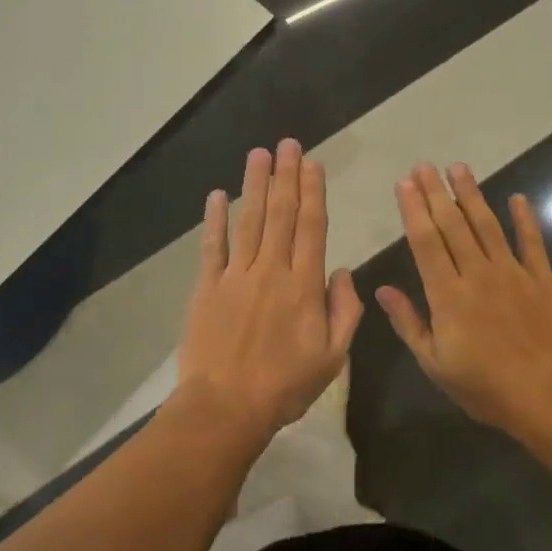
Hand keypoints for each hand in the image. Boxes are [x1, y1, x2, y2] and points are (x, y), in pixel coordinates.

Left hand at [177, 139, 363, 439]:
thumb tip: (342, 271)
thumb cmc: (284, 387)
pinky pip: (212, 246)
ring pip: (249, 221)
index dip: (313, 192)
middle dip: (285, 176)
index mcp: (303, 286)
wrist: (226, 407)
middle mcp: (270, 270)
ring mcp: (235, 276)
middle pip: (281, 214)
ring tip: (259, 154)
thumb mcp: (333, 358)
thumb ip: (344, 311)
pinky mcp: (207, 287)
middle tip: (287, 143)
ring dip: (255, 185)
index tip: (312, 163)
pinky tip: (217, 195)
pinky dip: (214, 220)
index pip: (312, 228)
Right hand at [376, 162, 551, 436]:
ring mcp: (513, 273)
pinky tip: (517, 198)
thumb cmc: (487, 387)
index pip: (425, 242)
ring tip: (459, 168)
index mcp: (448, 295)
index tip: (405, 184)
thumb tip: (383, 290)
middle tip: (424, 165)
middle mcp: (478, 274)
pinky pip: (532, 243)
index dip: (414, 210)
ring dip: (472, 195)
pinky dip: (525, 219)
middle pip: (453, 225)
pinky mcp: (543, 280)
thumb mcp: (435, 364)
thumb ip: (409, 323)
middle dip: (436, 193)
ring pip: (487, 225)